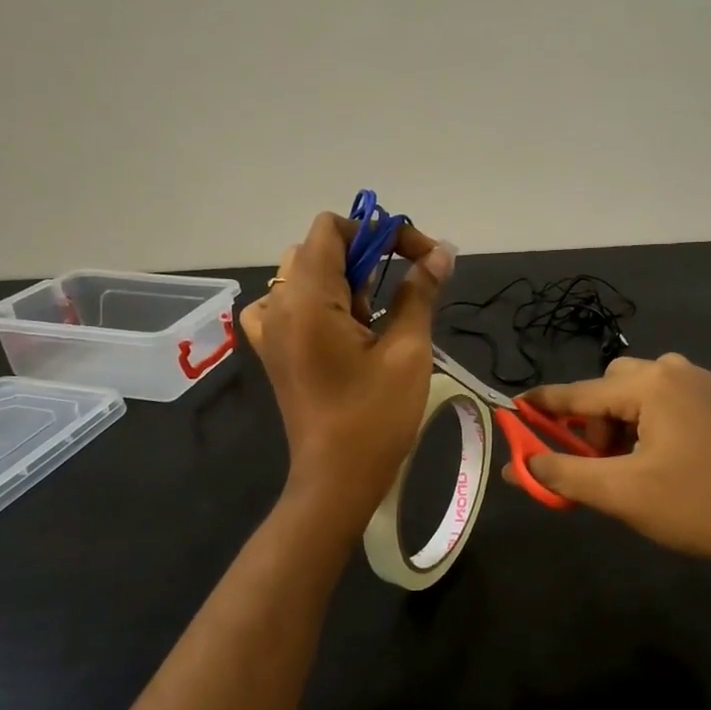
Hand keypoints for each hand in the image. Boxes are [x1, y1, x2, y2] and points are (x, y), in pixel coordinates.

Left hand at [238, 211, 455, 530]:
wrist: (336, 481)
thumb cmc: (375, 418)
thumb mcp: (407, 350)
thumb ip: (420, 292)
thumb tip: (442, 252)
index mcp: (305, 298)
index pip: (332, 229)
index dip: (379, 232)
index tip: (418, 257)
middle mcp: (277, 304)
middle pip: (319, 248)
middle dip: (366, 256)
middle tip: (400, 291)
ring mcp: (269, 328)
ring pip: (305, 273)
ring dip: (345, 280)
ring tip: (374, 317)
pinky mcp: (273, 349)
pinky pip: (289, 303)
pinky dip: (320, 301)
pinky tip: (342, 328)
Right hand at [513, 354, 710, 581]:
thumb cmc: (699, 505)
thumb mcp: (622, 493)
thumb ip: (564, 474)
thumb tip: (519, 464)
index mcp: (651, 385)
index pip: (580, 392)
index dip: (544, 404)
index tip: (514, 408)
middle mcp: (677, 373)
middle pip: (611, 387)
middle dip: (592, 421)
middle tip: (596, 463)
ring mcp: (704, 387)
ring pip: (639, 394)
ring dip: (620, 424)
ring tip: (628, 468)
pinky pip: (666, 402)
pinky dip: (647, 425)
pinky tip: (658, 462)